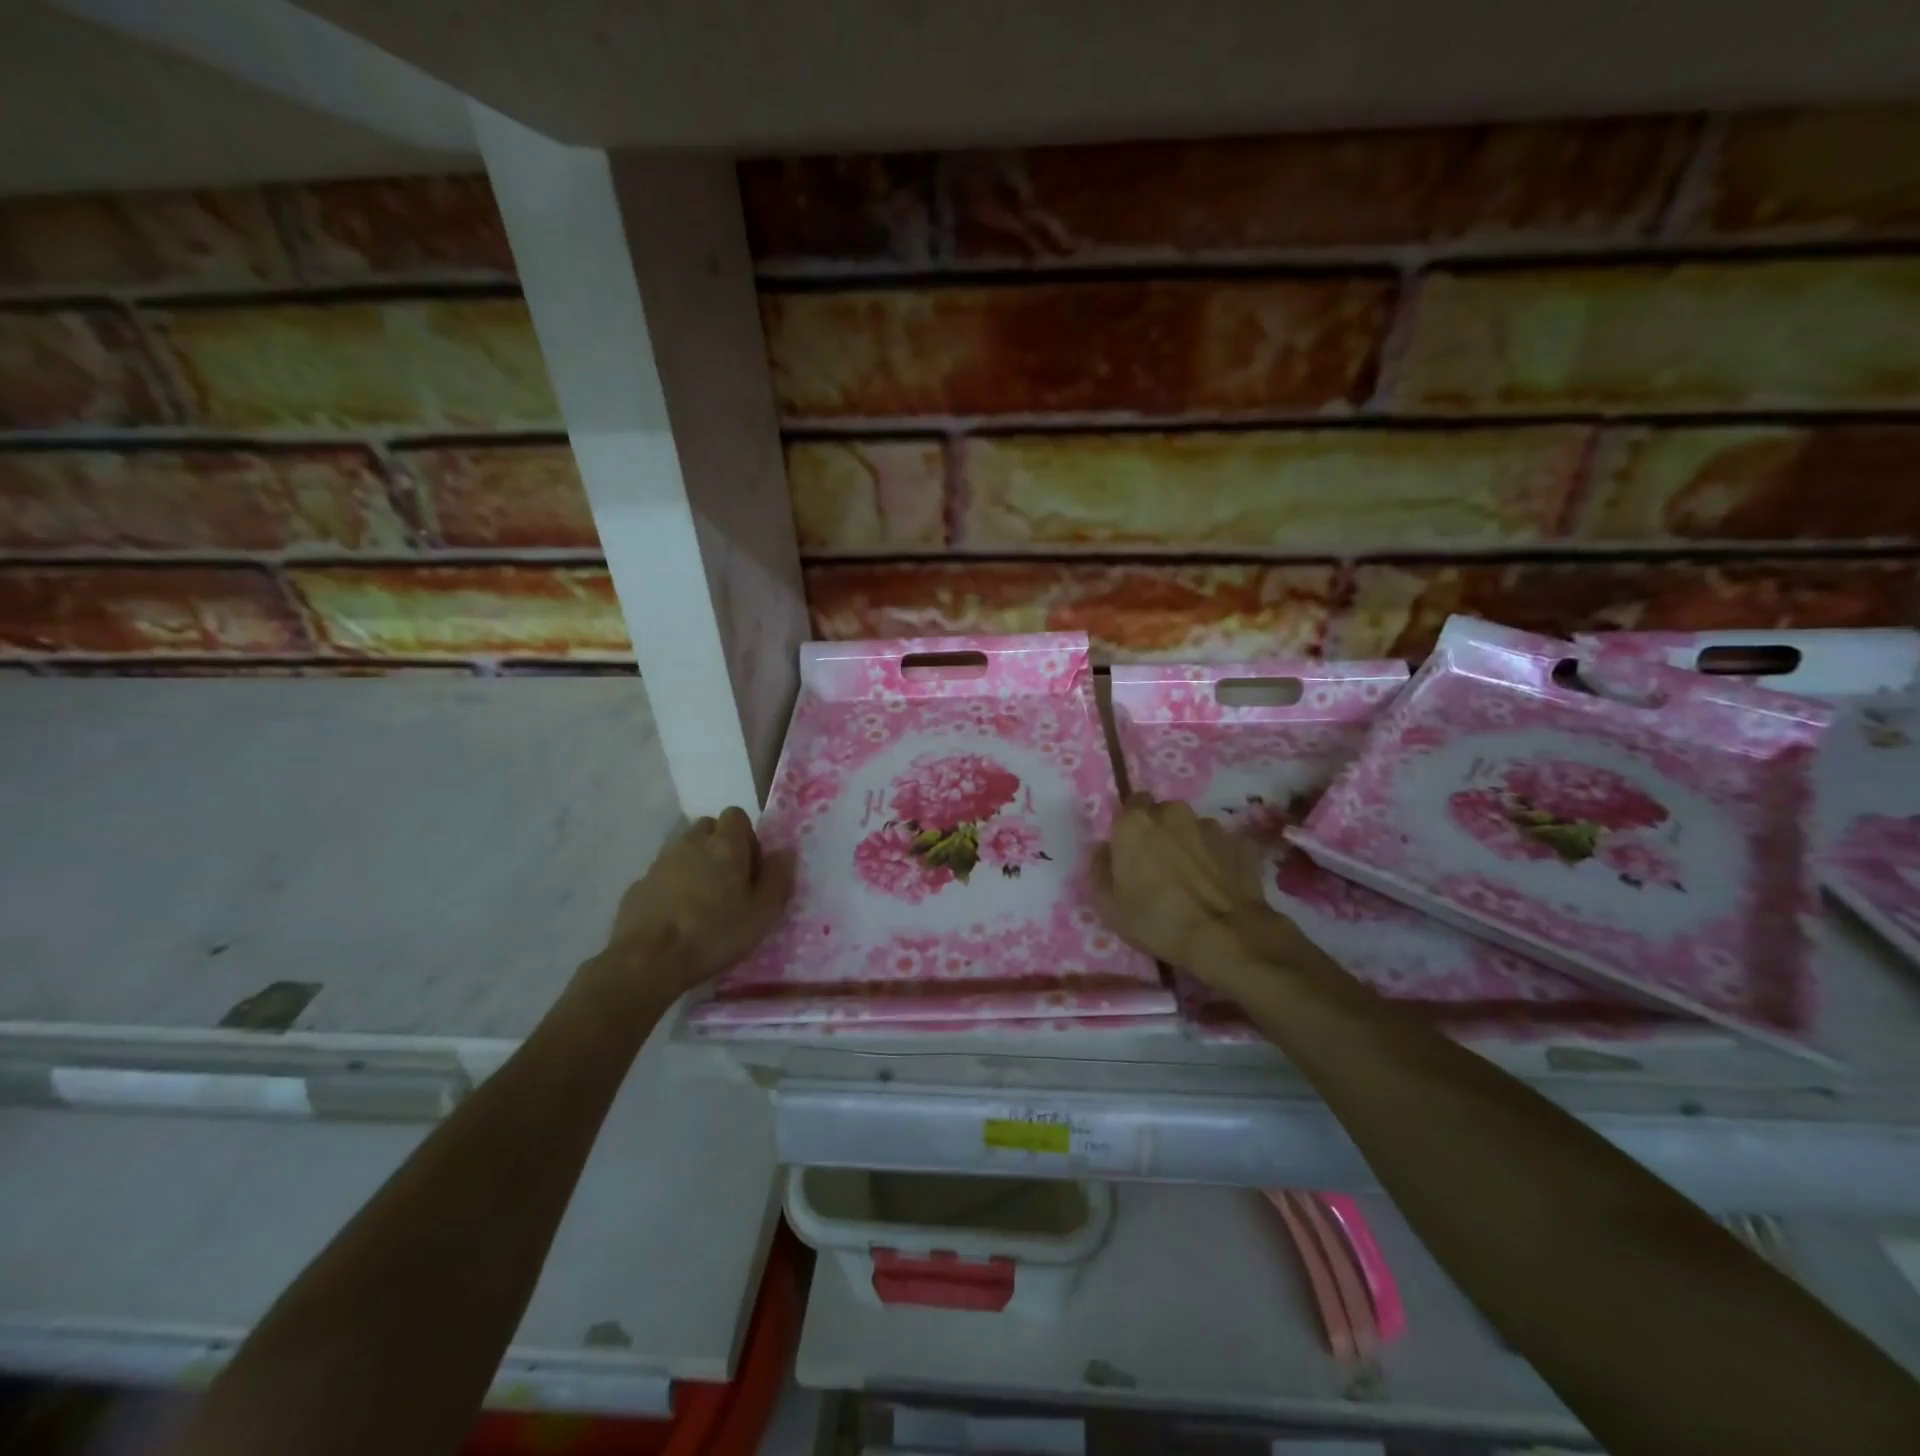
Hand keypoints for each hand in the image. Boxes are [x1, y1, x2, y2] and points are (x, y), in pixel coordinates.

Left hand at [593, 807, 794, 998]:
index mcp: (725, 845)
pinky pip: (663, 874)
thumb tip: (785, 852)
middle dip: (720, 846)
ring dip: (696, 865)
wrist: (648, 961)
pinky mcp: (638, 884)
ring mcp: (661, 862)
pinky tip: (677, 916)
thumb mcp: (762, 913)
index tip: (751, 868)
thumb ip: (778, 878)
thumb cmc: (714, 934)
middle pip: (708, 828)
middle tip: (729, 882)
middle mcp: (691, 843)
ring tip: (703, 901)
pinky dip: (673, 885)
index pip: (736, 815)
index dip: (747, 837)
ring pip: (684, 850)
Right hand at [1091, 794, 1295, 982]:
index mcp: (1136, 821)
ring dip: (1189, 845)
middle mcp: (1173, 813)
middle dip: (1160, 833)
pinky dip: (1218, 859)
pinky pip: (1222, 846)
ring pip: (1193, 829)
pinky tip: (1218, 884)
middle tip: (1159, 866)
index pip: (1131, 805)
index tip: (1131, 851)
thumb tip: (1103, 850)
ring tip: (1192, 879)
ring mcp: (1211, 826)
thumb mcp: (1107, 905)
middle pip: (1162, 814)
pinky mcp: (1241, 843)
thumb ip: (1099, 869)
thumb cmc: (1156, 919)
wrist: (1224, 936)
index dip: (1131, 826)